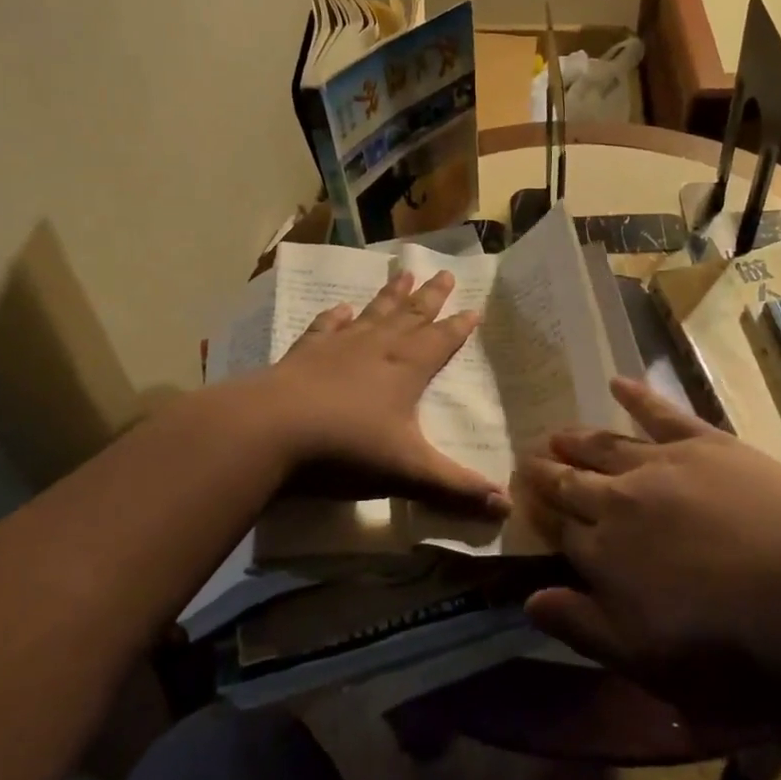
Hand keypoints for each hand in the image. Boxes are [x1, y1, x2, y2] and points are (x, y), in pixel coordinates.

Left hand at [263, 268, 509, 516]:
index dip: (459, 326)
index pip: (441, 340)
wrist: (273, 430)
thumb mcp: (410, 472)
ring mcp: (339, 347)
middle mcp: (377, 348)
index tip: (474, 307)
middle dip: (431, 296)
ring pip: (374, 313)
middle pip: (411, 315)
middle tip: (445, 272)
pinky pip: (327, 327)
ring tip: (405, 273)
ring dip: (391, 295)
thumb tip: (508, 507)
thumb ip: (457, 488)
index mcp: (407, 369)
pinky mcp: (305, 353)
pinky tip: (342, 308)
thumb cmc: (348, 448)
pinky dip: (336, 316)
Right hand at [516, 378, 780, 704]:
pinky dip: (637, 395)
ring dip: (577, 439)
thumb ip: (582, 627)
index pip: (558, 527)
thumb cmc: (732, 644)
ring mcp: (661, 464)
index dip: (538, 513)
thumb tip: (528, 600)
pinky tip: (618, 382)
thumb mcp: (646, 659)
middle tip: (528, 460)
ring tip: (556, 432)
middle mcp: (619, 500)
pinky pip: (660, 411)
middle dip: (547, 472)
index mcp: (603, 553)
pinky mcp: (704, 442)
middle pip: (573, 481)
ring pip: (605, 444)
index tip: (521, 499)